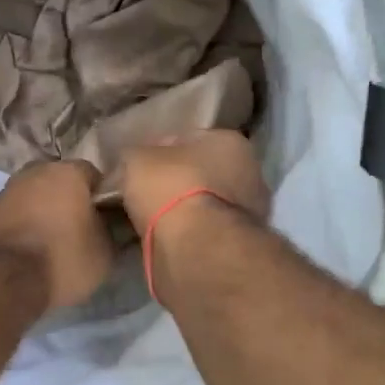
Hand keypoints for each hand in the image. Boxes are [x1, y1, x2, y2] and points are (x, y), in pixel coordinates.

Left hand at [0, 161, 114, 311]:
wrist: (5, 280)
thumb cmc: (63, 258)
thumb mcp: (105, 252)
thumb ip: (113, 230)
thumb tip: (114, 225)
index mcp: (69, 171)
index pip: (95, 176)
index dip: (103, 197)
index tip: (106, 218)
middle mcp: (36, 170)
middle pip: (62, 181)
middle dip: (71, 199)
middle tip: (81, 227)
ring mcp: (8, 188)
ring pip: (36, 194)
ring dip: (45, 209)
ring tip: (54, 239)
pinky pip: (17, 211)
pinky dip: (25, 222)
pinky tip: (31, 245)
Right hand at [120, 130, 270, 232]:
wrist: (196, 246)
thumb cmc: (171, 187)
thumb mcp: (137, 159)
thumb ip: (136, 155)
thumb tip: (134, 164)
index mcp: (229, 141)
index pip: (187, 139)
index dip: (158, 151)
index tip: (138, 168)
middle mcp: (249, 170)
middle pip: (200, 171)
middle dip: (175, 181)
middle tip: (144, 194)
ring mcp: (250, 210)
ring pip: (204, 203)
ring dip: (183, 210)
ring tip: (150, 221)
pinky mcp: (240, 242)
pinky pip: (205, 229)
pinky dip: (188, 233)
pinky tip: (165, 238)